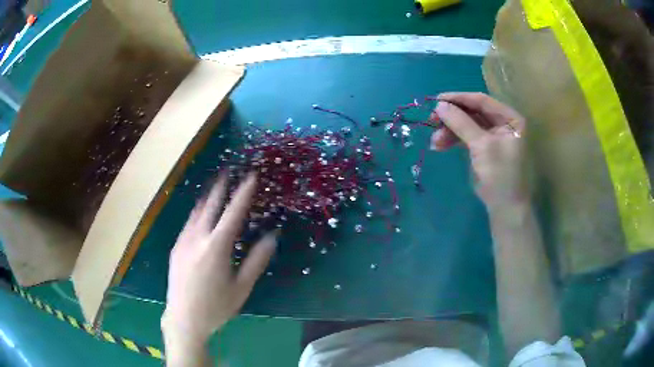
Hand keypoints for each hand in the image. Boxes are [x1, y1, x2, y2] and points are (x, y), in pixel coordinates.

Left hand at [162, 173, 276, 345]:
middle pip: (210, 205)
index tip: (250, 176)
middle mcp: (197, 238)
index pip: (233, 213)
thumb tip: (272, 237)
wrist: (184, 319)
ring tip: (214, 185)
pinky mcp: (176, 248)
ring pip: (196, 212)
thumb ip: (256, 261)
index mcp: (217, 247)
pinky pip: (188, 223)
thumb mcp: (242, 287)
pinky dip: (197, 212)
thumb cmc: (217, 307)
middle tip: (228, 170)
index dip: (243, 193)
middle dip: (220, 186)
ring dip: (207, 197)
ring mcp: (183, 242)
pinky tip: (200, 214)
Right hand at [430, 92, 526, 208]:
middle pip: (473, 112)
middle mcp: (502, 123)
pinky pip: (466, 137)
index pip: (482, 101)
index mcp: (510, 118)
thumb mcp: (482, 146)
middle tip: (432, 121)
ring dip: (450, 131)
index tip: (436, 100)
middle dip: (452, 117)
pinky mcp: (483, 148)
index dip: (459, 99)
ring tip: (435, 142)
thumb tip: (439, 105)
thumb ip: (461, 123)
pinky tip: (440, 145)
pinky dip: (453, 140)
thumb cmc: (501, 175)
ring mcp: (493, 136)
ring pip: (467, 125)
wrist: (505, 208)